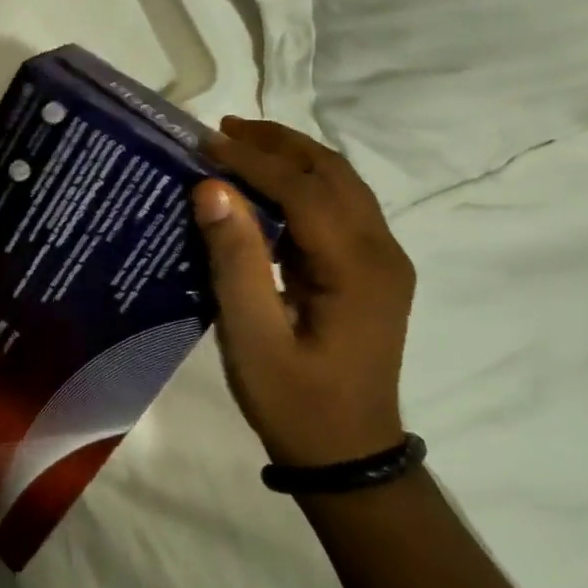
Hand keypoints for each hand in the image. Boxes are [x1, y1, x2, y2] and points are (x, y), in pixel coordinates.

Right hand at [190, 118, 415, 467]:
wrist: (350, 458)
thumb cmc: (295, 401)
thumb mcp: (252, 337)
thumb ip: (235, 260)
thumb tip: (212, 189)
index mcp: (356, 267)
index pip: (303, 189)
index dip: (252, 160)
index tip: (204, 143)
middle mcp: (382, 252)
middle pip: (332, 172)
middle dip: (276, 143)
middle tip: (221, 129)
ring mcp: (384, 260)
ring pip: (341, 183)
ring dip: (291, 157)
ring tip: (239, 145)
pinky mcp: (373, 270)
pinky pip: (340, 206)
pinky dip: (301, 182)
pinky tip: (264, 188)